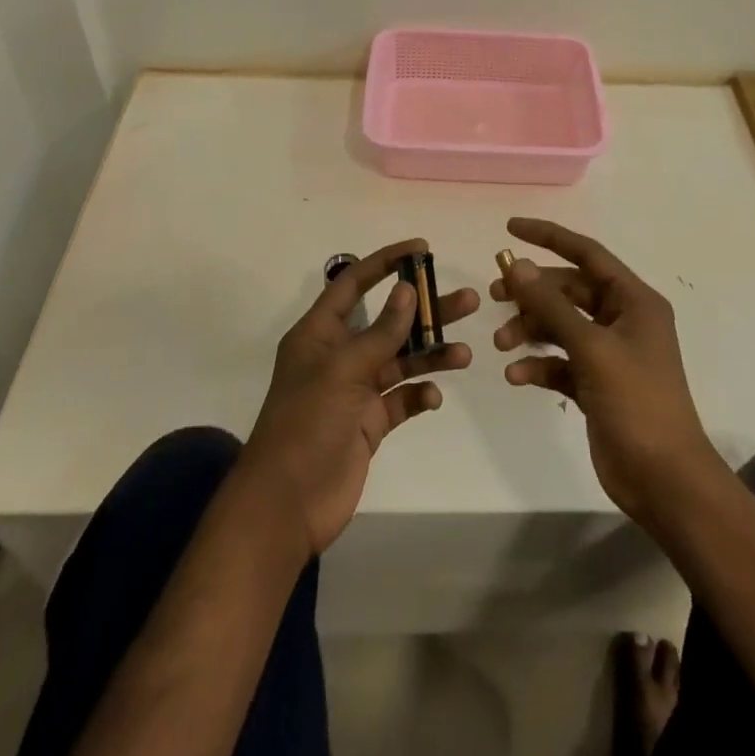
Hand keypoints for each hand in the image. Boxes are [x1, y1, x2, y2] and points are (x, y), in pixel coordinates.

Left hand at [243, 239, 478, 555]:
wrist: (286, 506)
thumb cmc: (306, 425)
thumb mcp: (343, 371)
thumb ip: (381, 332)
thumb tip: (409, 290)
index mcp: (320, 333)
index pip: (354, 283)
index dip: (386, 262)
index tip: (422, 248)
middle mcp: (338, 355)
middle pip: (388, 322)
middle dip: (426, 311)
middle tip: (468, 301)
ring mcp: (354, 391)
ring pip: (400, 361)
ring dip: (431, 355)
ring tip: (465, 354)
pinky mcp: (368, 423)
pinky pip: (400, 400)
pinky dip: (419, 396)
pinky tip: (433, 398)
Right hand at [493, 218, 722, 525]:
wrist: (664, 480)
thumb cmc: (636, 402)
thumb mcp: (592, 348)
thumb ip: (552, 306)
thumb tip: (518, 265)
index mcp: (634, 301)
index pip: (587, 254)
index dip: (549, 237)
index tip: (510, 229)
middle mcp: (622, 320)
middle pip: (569, 291)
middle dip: (532, 293)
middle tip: (494, 296)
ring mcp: (610, 354)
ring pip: (561, 326)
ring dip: (530, 331)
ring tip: (502, 345)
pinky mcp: (597, 384)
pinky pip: (561, 362)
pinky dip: (539, 365)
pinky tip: (517, 377)